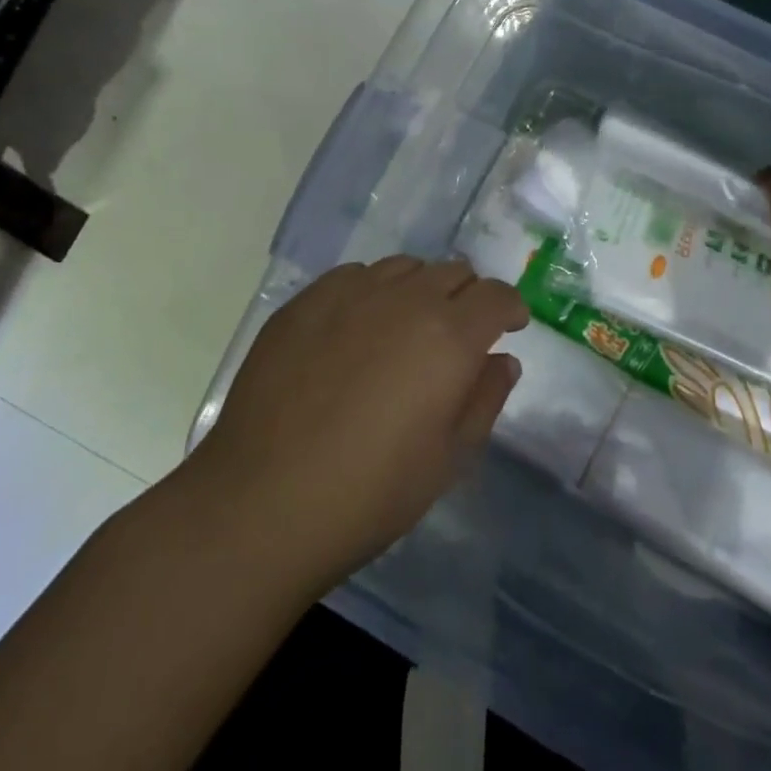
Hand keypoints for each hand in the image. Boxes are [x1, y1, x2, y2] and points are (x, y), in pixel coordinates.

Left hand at [179, 257, 526, 596]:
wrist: (261, 503)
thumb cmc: (370, 493)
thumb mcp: (449, 459)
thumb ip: (485, 399)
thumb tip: (502, 360)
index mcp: (449, 336)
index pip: (496, 295)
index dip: (509, 308)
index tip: (508, 326)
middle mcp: (404, 299)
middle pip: (453, 271)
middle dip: (468, 297)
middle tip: (458, 335)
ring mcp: (349, 294)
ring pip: (404, 267)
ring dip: (420, 289)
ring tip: (406, 329)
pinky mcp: (305, 302)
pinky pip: (354, 276)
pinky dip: (372, 292)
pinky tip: (356, 329)